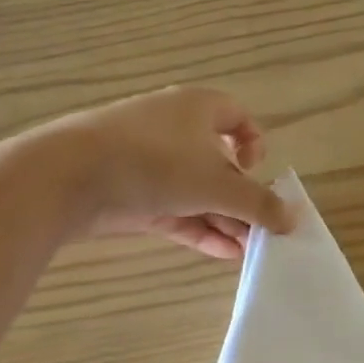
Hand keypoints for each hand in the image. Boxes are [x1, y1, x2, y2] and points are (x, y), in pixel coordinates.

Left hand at [43, 86, 292, 259]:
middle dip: (243, 199)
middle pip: (220, 164)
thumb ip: (260, 204)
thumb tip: (294, 219)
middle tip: (262, 231)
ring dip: (225, 220)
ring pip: (197, 192)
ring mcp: (151, 165)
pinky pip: (176, 212)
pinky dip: (199, 229)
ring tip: (249, 252)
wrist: (68, 177)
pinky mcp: (132, 195)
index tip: (256, 172)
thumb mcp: (218, 184)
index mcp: (197, 108)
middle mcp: (175, 131)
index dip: (255, 143)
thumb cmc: (154, 163)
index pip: (237, 116)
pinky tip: (223, 254)